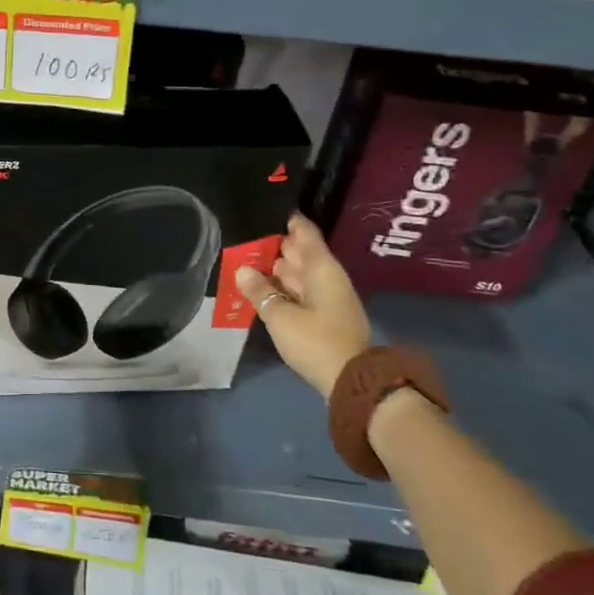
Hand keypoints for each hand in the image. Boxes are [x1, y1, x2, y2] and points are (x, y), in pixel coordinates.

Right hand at [234, 214, 371, 400]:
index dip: (286, 221)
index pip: (304, 232)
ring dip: (276, 269)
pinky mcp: (325, 315)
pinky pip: (301, 291)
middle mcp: (327, 277)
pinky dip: (283, 288)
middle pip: (300, 253)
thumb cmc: (316, 341)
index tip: (262, 212)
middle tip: (244, 239)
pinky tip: (262, 290)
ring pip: (299, 274)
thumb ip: (260, 291)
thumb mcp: (280, 317)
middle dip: (274, 246)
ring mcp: (328, 297)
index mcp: (321, 268)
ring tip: (245, 262)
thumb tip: (242, 270)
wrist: (351, 382)